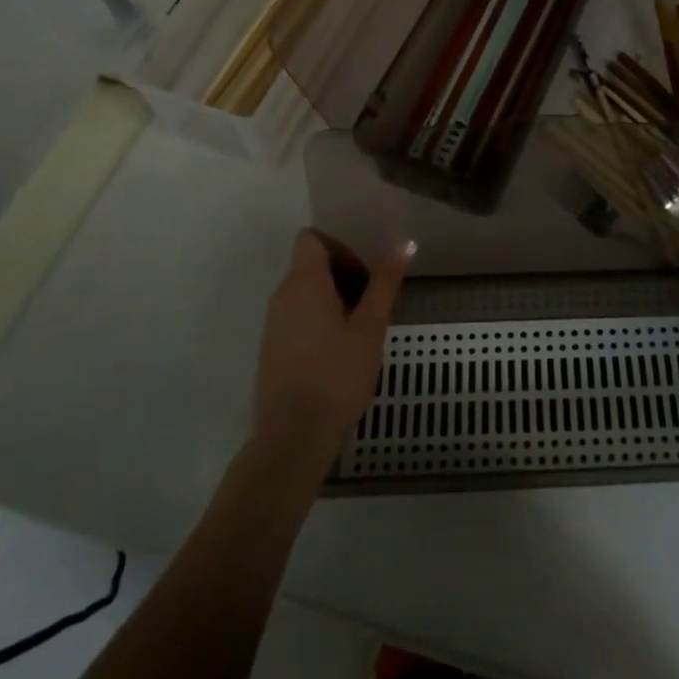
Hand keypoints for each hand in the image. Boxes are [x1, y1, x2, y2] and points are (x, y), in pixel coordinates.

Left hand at [249, 229, 405, 486]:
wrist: (292, 439)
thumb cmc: (336, 376)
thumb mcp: (370, 328)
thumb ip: (385, 283)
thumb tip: (405, 243)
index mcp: (303, 282)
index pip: (312, 238)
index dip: (340, 245)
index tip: (366, 270)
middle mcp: (282, 296)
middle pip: (310, 264)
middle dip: (345, 273)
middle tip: (374, 301)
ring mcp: (274, 324)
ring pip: (306, 292)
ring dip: (335, 298)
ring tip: (363, 328)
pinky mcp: (273, 349)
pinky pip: (298, 316)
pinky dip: (321, 319)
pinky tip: (342, 350)